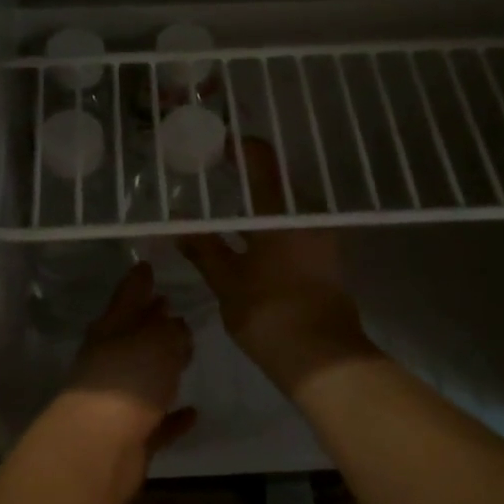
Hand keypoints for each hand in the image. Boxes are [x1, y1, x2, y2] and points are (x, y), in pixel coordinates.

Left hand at [27, 263, 196, 503]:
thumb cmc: (128, 380)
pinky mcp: (128, 436)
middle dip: (150, 320)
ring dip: (162, 366)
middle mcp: (109, 361)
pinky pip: (156, 420)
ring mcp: (116, 400)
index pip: (126, 296)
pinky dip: (172, 415)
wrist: (99, 449)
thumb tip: (177, 326)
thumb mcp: (157, 341)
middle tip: (171, 305)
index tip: (147, 266)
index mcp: (110, 330)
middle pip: (132, 335)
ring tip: (186, 352)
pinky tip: (193, 411)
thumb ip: (171, 330)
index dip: (138, 281)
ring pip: (143, 375)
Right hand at [180, 139, 373, 396]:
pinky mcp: (326, 259)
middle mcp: (306, 216)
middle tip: (212, 185)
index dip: (239, 148)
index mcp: (281, 212)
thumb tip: (177, 224)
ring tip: (224, 216)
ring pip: (284, 210)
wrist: (321, 358)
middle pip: (274, 184)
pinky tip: (247, 244)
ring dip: (257, 208)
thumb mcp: (226, 280)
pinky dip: (270, 229)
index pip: (261, 160)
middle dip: (244, 181)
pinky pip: (293, 230)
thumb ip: (202, 248)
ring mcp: (321, 237)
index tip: (216, 146)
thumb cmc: (269, 312)